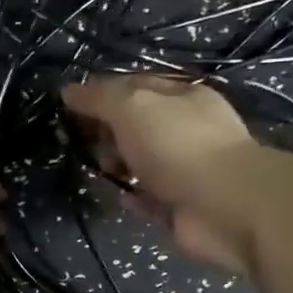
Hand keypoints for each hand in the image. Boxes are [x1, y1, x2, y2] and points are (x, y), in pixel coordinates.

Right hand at [61, 75, 259, 275]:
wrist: (224, 206)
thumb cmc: (177, 145)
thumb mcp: (132, 107)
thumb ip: (99, 98)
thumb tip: (68, 91)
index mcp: (181, 97)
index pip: (134, 86)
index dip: (100, 93)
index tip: (68, 106)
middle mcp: (185, 130)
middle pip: (135, 125)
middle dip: (106, 131)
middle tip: (81, 141)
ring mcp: (185, 170)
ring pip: (140, 163)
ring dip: (117, 165)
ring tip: (100, 170)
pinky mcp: (180, 206)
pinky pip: (148, 199)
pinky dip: (132, 198)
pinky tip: (120, 197)